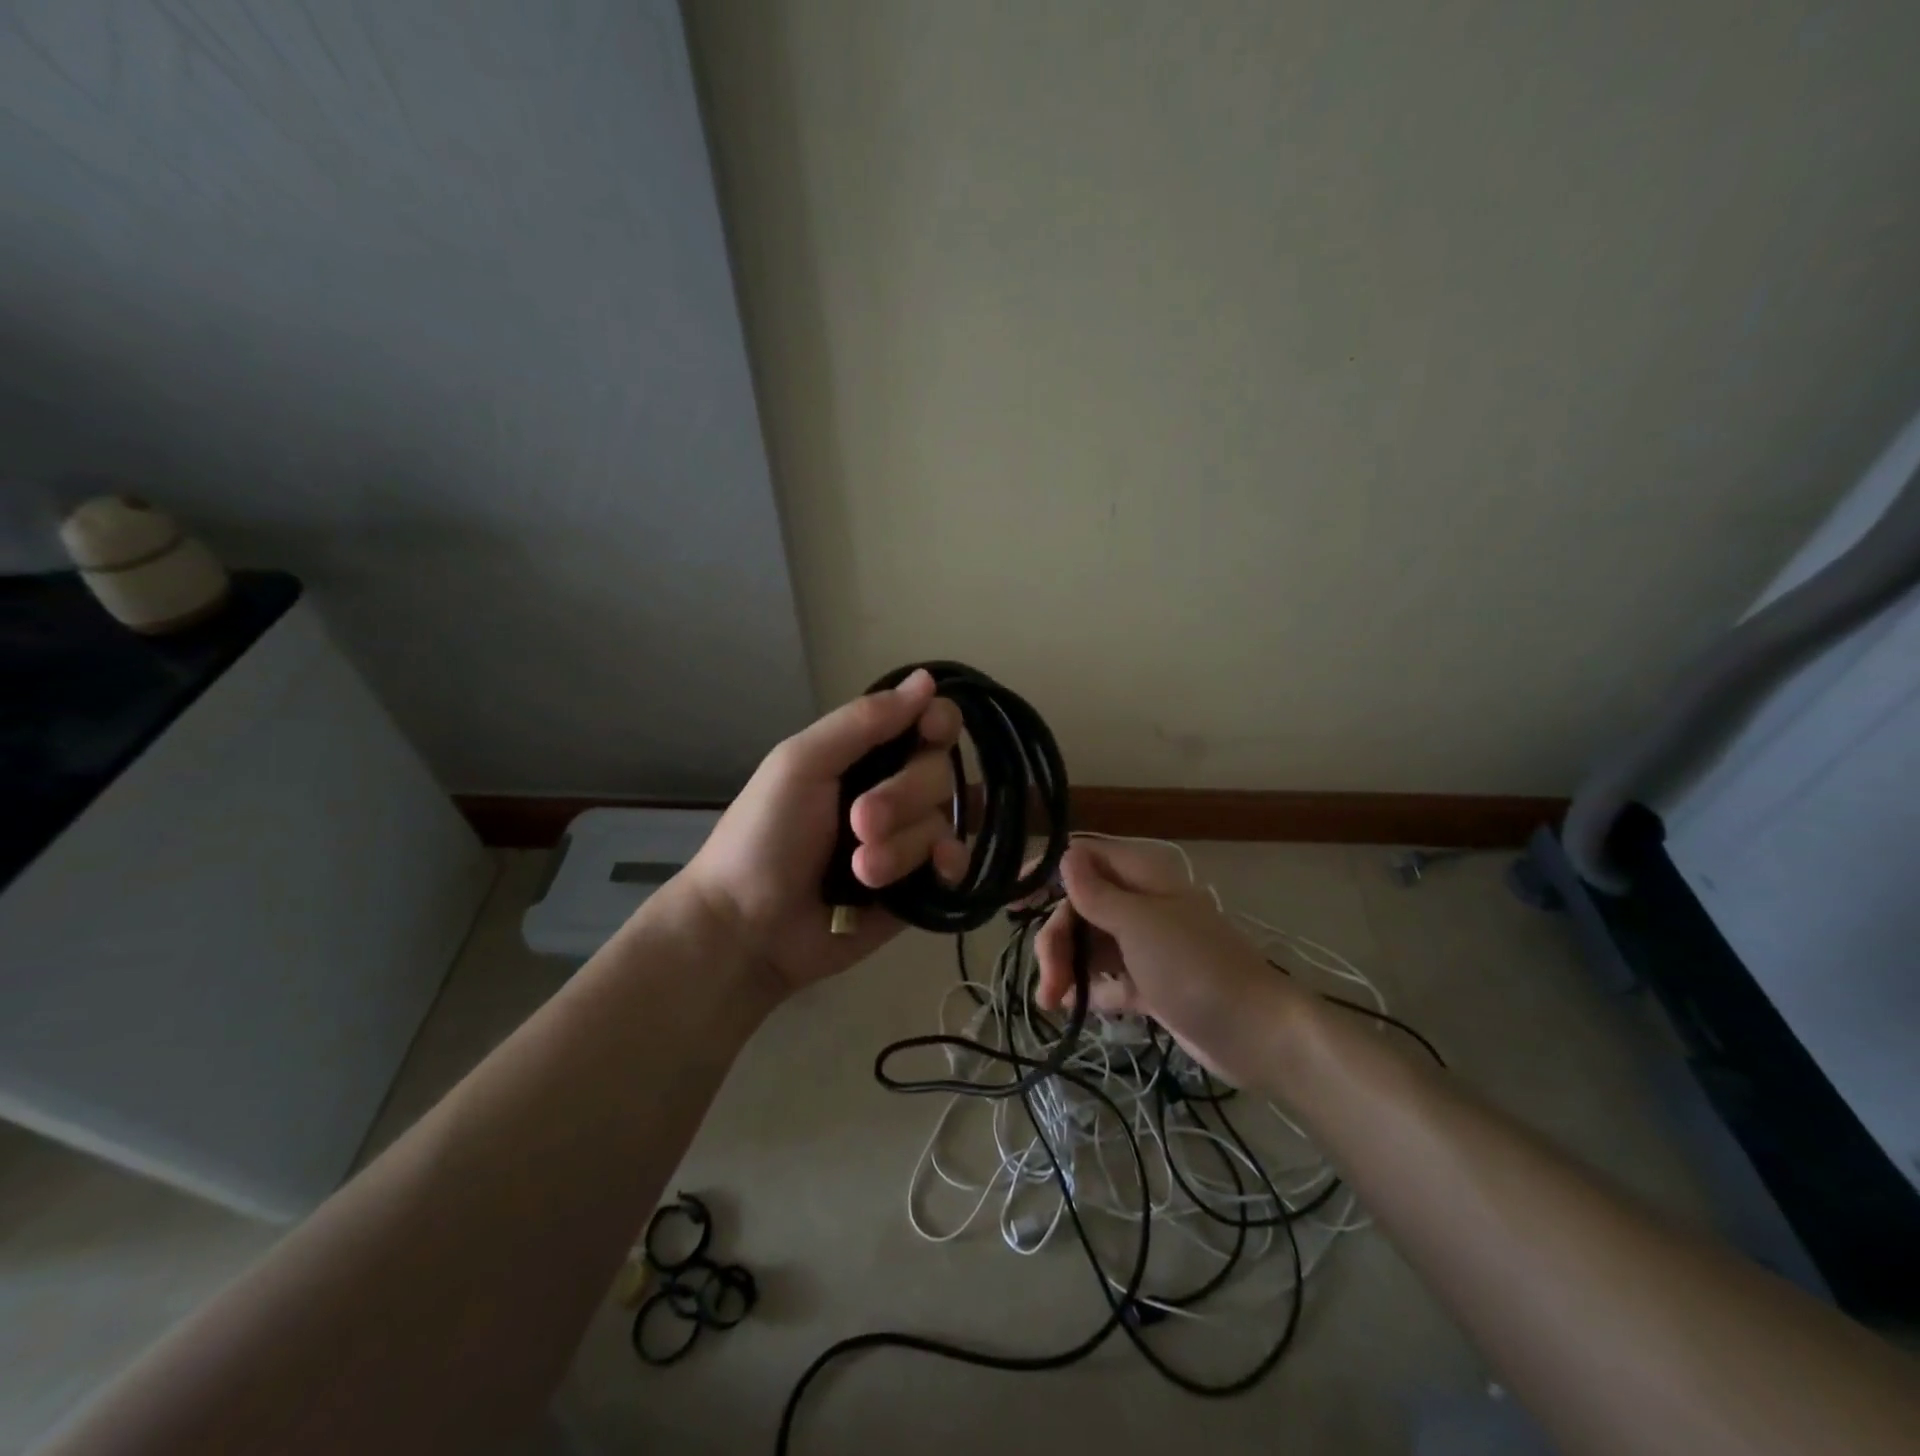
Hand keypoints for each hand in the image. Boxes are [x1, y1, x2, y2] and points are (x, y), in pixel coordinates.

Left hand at [681, 669, 969, 995]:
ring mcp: (908, 839)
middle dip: (902, 796)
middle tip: (858, 823)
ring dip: (904, 844)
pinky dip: (950, 862)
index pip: (925, 723)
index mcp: (864, 755)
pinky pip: (957, 862)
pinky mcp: (920, 886)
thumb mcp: (801, 764)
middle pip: (939, 771)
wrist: (749, 929)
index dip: (938, 722)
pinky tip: (936, 872)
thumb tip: (927, 679)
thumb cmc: (764, 836)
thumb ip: (863, 722)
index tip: (931, 732)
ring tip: (862, 871)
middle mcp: (893, 790)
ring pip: (944, 820)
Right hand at [1034, 840, 1304, 1084]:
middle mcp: (1140, 903)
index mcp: (1141, 875)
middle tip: (1047, 979)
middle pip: (1078, 907)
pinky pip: (1105, 976)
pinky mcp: (1149, 982)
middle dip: (1055, 939)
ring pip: (1087, 944)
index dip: (1044, 872)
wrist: (1256, 1033)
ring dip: (1065, 968)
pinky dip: (1088, 989)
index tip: (1011, 899)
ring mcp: (1145, 945)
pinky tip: (1073, 1008)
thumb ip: (1096, 892)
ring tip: (1053, 1003)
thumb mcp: (1138, 924)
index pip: (1082, 858)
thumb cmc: (1195, 967)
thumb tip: (1063, 854)